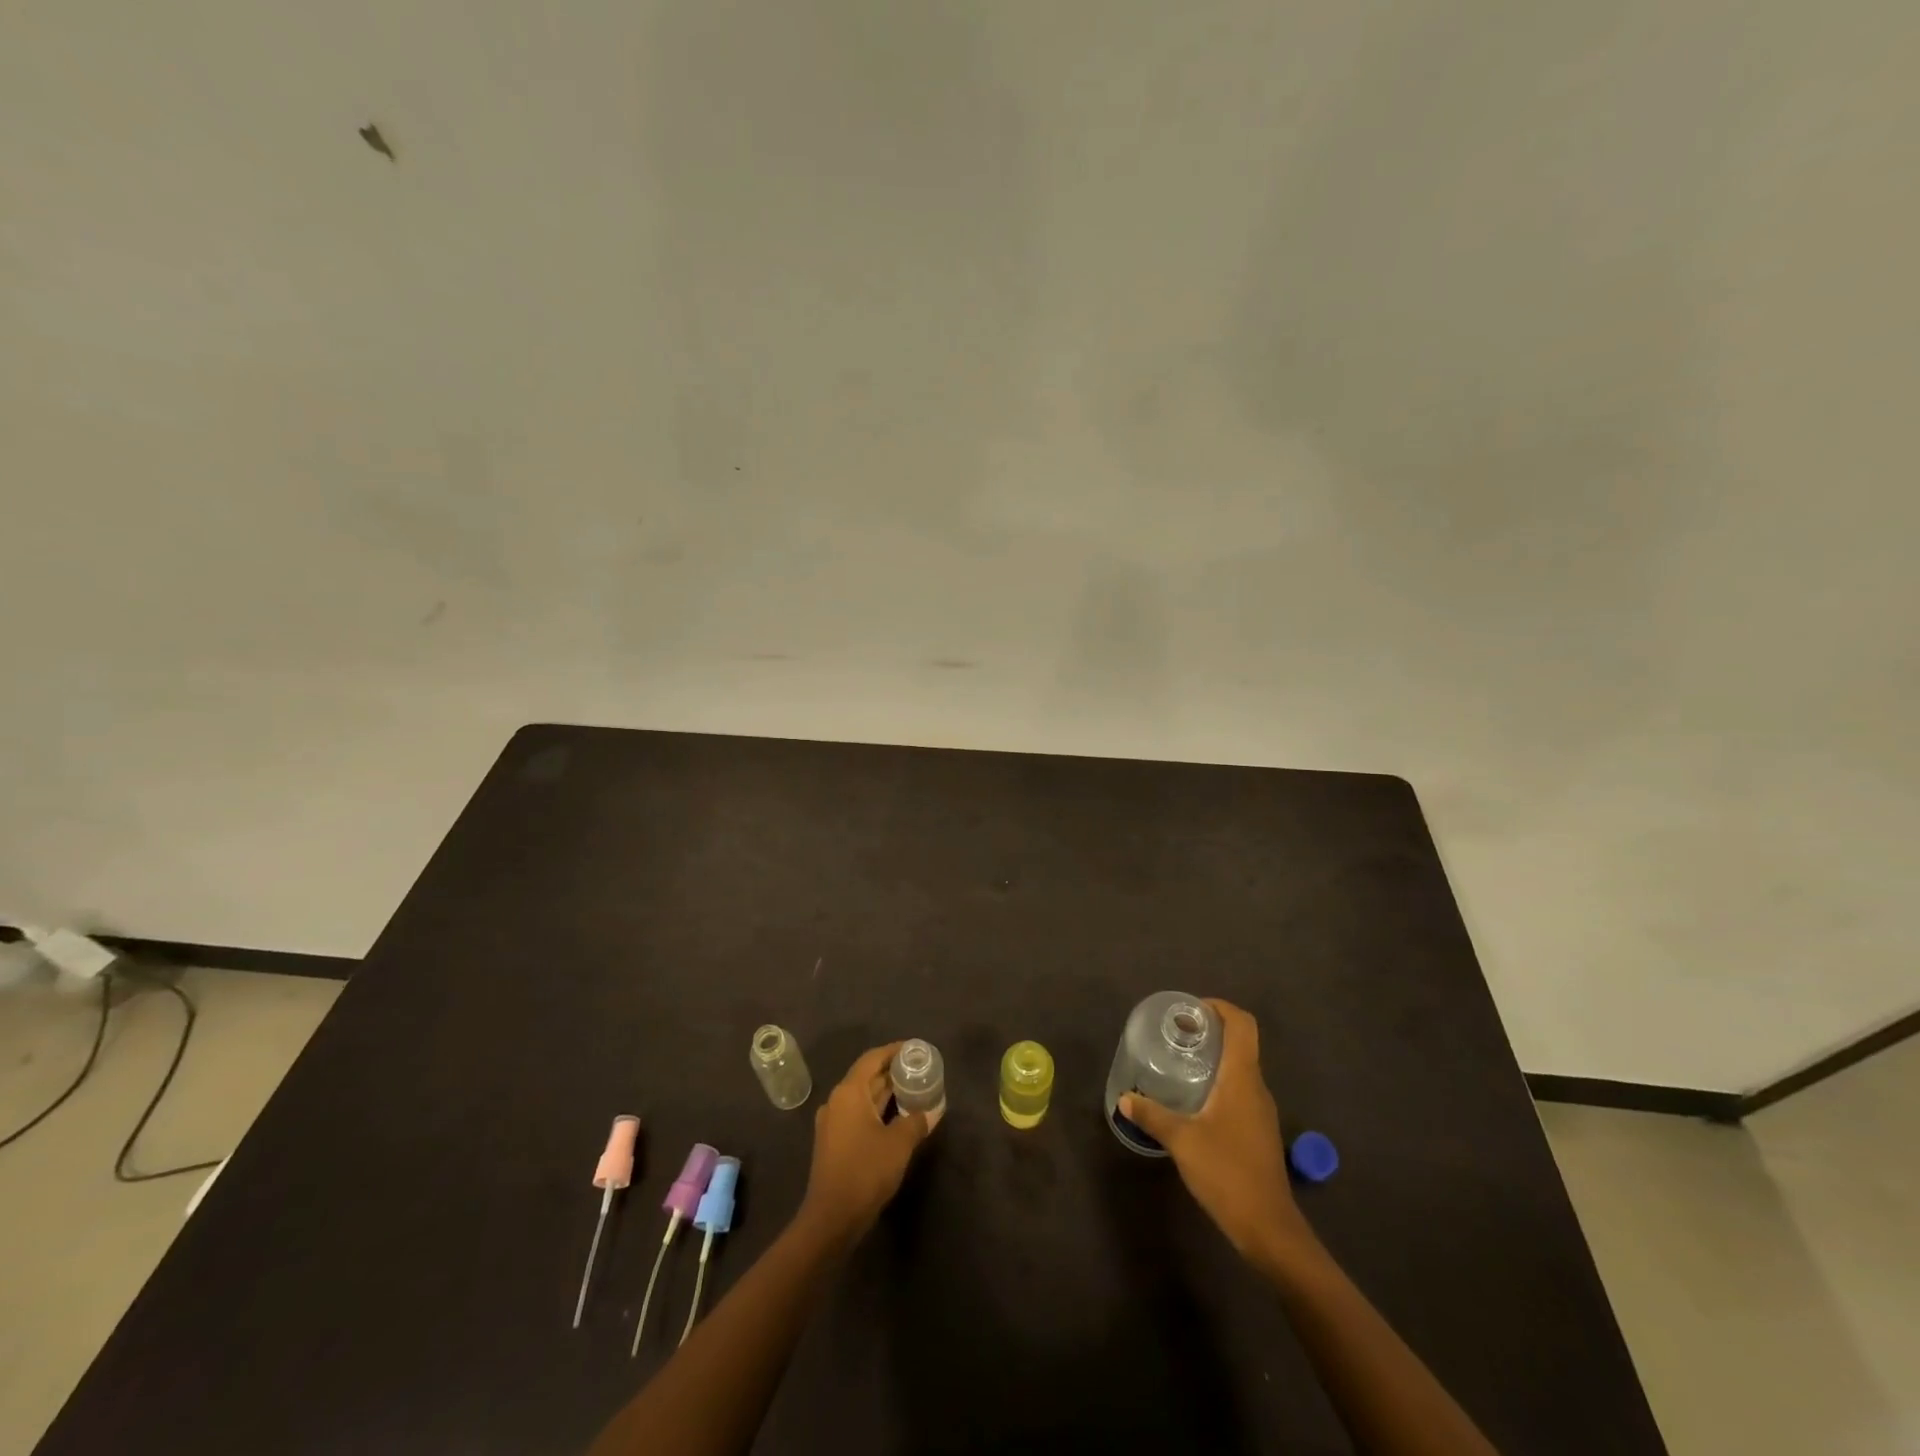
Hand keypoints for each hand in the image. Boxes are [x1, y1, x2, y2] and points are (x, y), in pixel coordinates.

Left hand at [799, 1043, 931, 1244]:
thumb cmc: (865, 1171)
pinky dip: (877, 1110)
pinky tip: (897, 1117)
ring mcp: (832, 1122)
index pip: (872, 1058)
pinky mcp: (834, 1142)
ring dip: (886, 1092)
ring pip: (863, 1097)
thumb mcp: (899, 1143)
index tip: (914, 1049)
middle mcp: (837, 1101)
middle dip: (892, 1071)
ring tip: (913, 1090)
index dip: (894, 1050)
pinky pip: (858, 1114)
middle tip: (919, 1069)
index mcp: (849, 1092)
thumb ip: (916, 1121)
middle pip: (867, 1076)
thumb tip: (933, 1110)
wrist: (832, 1218)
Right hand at [1120, 999, 1315, 1268]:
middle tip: (1177, 1033)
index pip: (1242, 1025)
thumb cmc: (1227, 1172)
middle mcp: (1256, 1087)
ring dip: (1215, 1058)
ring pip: (1241, 1069)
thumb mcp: (1182, 1140)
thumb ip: (1153, 1115)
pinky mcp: (1259, 1132)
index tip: (1191, 1010)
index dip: (1220, 1008)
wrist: (1268, 1228)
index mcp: (1243, 1078)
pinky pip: (1240, 1091)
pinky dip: (1219, 1082)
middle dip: (1212, 1031)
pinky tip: (1194, 1100)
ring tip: (1181, 1063)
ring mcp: (1261, 1111)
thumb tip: (1125, 1098)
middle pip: (1241, 1043)